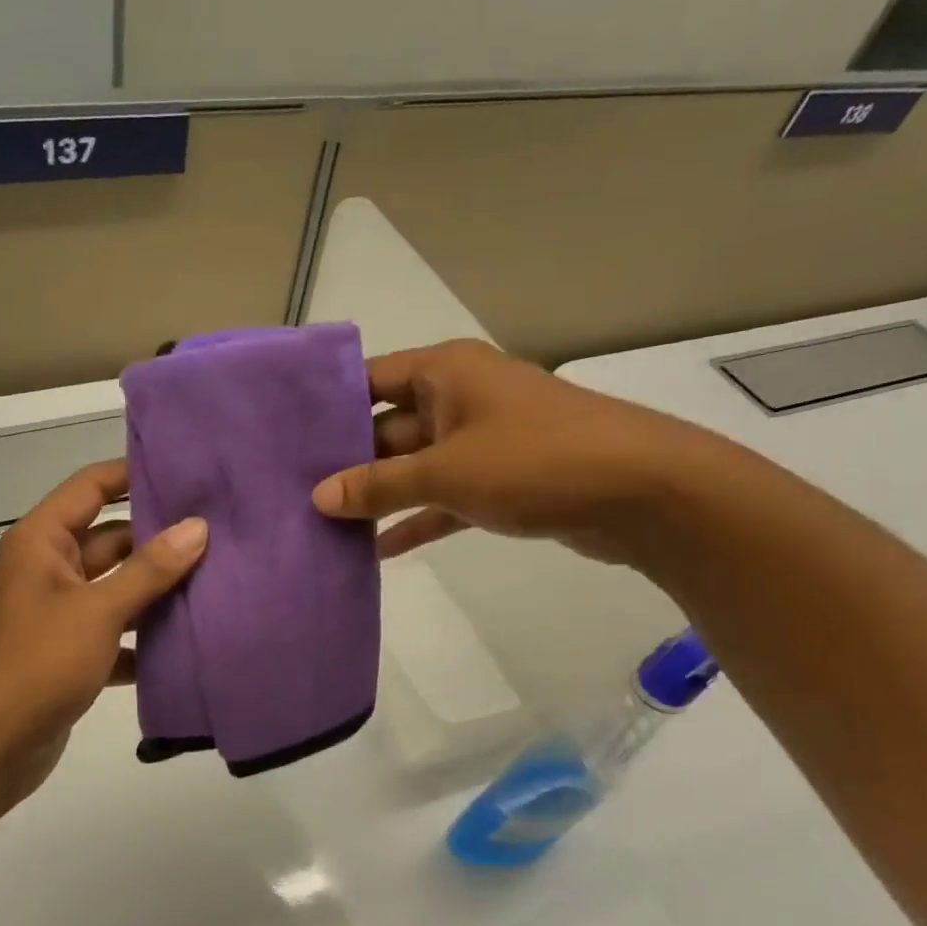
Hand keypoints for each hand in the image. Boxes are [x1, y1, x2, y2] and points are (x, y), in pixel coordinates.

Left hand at [0, 460, 206, 813]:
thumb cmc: (38, 663)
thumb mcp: (98, 610)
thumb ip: (149, 569)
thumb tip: (196, 527)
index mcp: (42, 542)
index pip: (90, 487)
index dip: (133, 475)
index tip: (186, 474)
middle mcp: (48, 569)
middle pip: (110, 539)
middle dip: (158, 539)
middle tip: (218, 534)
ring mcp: (58, 613)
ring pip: (116, 588)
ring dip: (156, 590)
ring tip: (216, 581)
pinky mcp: (69, 653)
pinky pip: (114, 631)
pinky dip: (143, 637)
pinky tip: (187, 641)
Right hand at [310, 339, 717, 566]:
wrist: (642, 494)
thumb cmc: (535, 462)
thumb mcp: (445, 472)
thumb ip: (378, 485)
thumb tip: (319, 497)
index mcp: (444, 373)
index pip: (368, 380)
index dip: (327, 407)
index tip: (283, 438)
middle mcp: (459, 398)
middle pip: (387, 428)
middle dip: (347, 462)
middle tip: (294, 494)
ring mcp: (481, 441)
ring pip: (414, 467)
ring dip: (379, 497)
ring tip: (325, 527)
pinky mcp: (501, 481)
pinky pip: (444, 498)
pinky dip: (417, 520)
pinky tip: (377, 552)